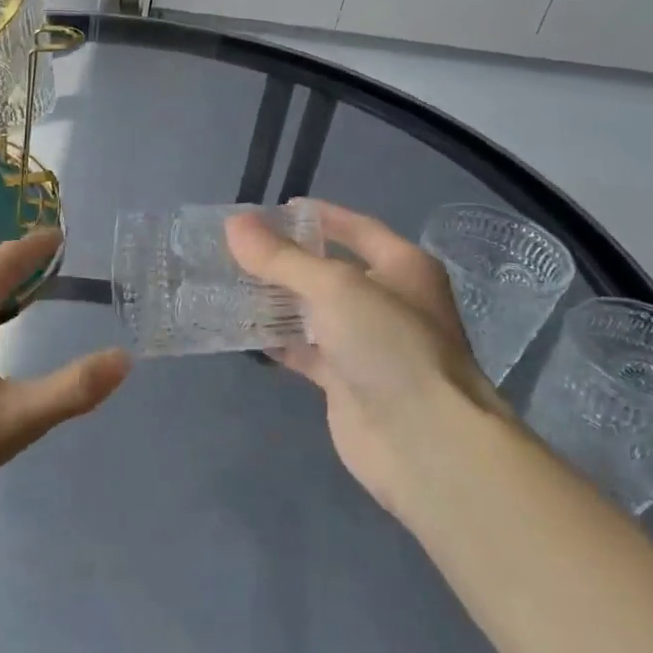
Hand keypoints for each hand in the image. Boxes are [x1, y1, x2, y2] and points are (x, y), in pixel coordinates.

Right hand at [225, 200, 500, 512]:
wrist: (424, 442)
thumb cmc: (389, 345)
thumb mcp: (334, 288)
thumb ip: (281, 258)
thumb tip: (234, 224)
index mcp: (402, 267)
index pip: (355, 227)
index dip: (316, 216)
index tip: (270, 210)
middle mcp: (388, 301)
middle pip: (329, 270)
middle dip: (286, 259)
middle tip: (237, 248)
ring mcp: (367, 344)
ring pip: (313, 311)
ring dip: (277, 299)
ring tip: (229, 281)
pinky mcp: (346, 381)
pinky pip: (305, 350)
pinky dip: (277, 340)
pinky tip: (243, 329)